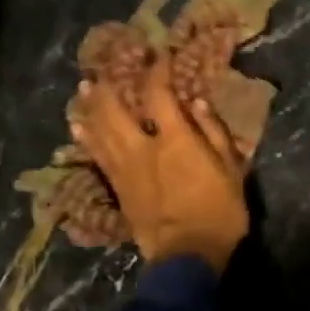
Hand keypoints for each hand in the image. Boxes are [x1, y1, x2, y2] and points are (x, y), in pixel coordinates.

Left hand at [68, 61, 248, 271]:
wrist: (186, 256)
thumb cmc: (219, 212)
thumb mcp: (231, 171)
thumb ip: (214, 134)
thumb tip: (195, 103)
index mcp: (174, 140)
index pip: (158, 94)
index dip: (157, 70)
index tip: (159, 54)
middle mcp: (142, 148)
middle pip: (115, 108)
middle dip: (110, 84)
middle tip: (107, 67)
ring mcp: (124, 169)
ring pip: (98, 129)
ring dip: (90, 106)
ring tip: (84, 88)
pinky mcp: (116, 188)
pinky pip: (96, 155)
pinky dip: (86, 137)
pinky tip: (78, 126)